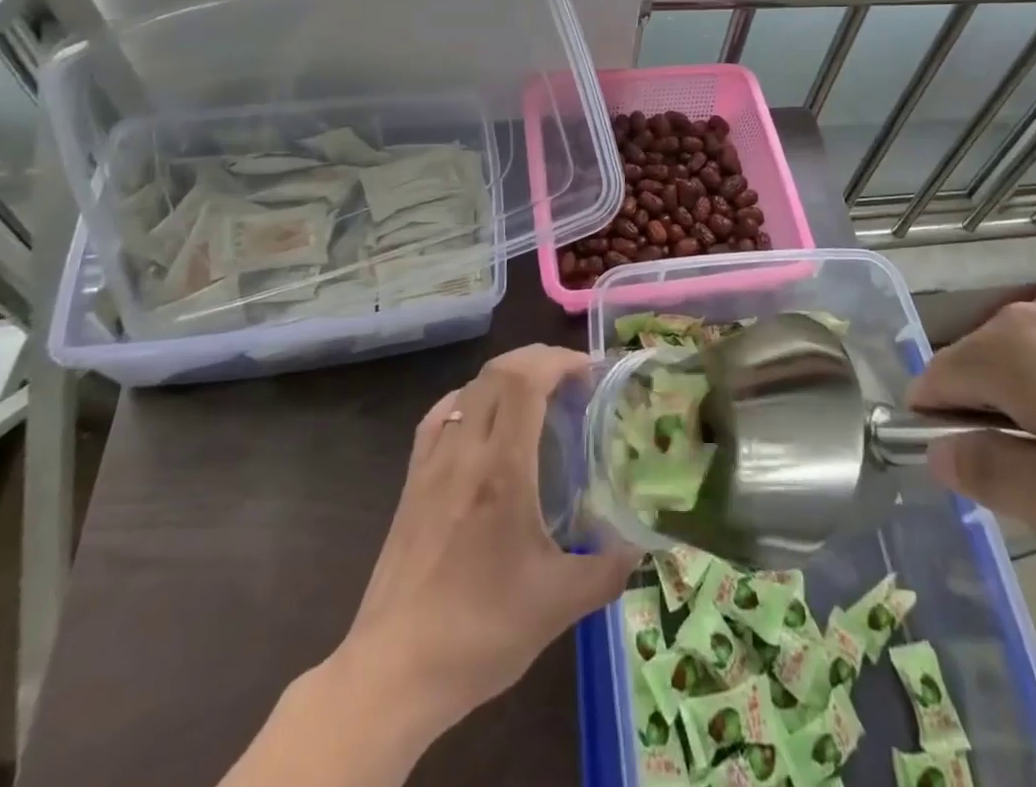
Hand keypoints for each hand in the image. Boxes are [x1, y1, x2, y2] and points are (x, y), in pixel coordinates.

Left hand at [342, 344, 637, 730]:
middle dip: (538, 360)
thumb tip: (642, 546)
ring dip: (506, 377)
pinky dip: (470, 400)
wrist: (392, 674)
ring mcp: (431, 464)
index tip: (588, 373)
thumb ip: (608, 570)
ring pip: (469, 388)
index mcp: (501, 470)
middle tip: (571, 381)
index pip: (524, 380)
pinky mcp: (411, 482)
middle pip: (497, 372)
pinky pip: (441, 415)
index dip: (558, 360)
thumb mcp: (558, 606)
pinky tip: (483, 423)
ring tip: (535, 398)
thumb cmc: (479, 633)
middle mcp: (463, 452)